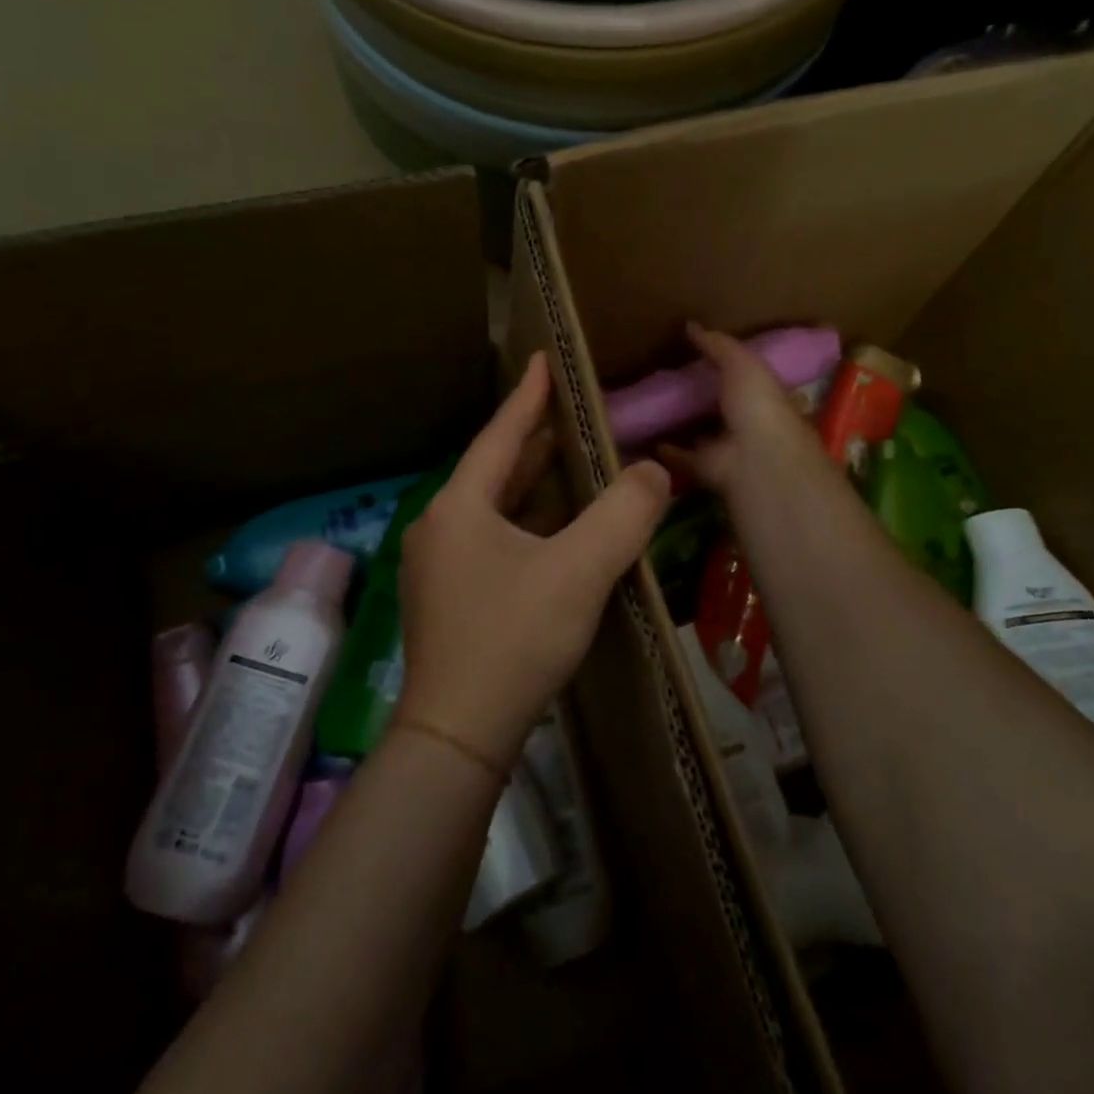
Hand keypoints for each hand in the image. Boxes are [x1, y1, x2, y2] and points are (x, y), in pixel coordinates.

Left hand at [395, 353, 671, 772]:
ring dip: (533, 488)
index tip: (544, 360)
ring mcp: (439, 566)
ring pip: (494, 510)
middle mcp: (440, 527)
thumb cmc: (513, 640)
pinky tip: (555, 533)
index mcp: (460, 507)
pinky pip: (493, 541)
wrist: (458, 734)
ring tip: (573, 464)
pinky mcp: (448, 599)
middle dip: (535, 441)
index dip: (528, 396)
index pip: (500, 434)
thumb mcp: (578, 572)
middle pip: (495, 471)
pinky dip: (526, 526)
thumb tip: (654, 472)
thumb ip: (622, 515)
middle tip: (573, 412)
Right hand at [663, 323, 834, 500]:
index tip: (701, 359)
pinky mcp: (706, 469)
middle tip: (669, 384)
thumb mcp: (742, 363)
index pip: (747, 380)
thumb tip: (691, 326)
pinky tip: (645, 438)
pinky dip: (665, 451)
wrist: (756, 458)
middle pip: (722, 409)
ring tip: (653, 410)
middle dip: (702, 399)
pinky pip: (681, 457)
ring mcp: (727, 449)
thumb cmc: (758, 405)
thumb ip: (719, 346)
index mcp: (764, 397)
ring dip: (682, 426)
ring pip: (702, 435)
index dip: (728, 370)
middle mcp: (748, 425)